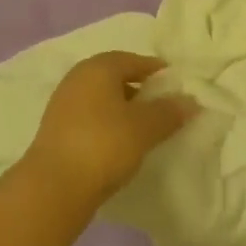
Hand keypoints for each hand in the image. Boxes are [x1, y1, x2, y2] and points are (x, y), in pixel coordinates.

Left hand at [22, 52, 195, 213]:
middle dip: (139, 88)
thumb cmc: (104, 144)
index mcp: (98, 67)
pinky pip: (90, 116)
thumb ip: (168, 112)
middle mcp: (78, 78)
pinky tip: (120, 142)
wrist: (54, 185)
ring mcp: (63, 103)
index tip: (174, 83)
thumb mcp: (144, 128)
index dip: (155, 70)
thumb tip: (190, 100)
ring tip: (144, 126)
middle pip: (114, 76)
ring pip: (101, 97)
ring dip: (122, 107)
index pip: (132, 59)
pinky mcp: (56, 128)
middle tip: (162, 104)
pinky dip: (107, 122)